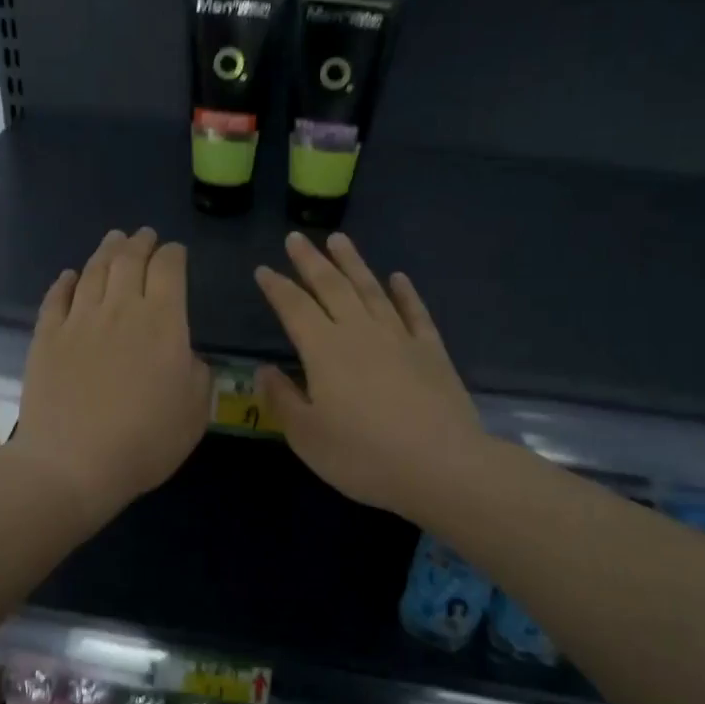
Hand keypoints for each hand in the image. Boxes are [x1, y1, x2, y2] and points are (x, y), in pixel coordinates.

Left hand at [9, 228, 211, 523]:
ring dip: (106, 251)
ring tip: (113, 240)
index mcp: (162, 321)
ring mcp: (78, 320)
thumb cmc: (144, 442)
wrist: (72, 463)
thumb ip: (198, 376)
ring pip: (93, 271)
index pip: (169, 269)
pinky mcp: (46, 337)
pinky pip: (56, 297)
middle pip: (129, 260)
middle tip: (144, 235)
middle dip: (140, 243)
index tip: (176, 252)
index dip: (173, 254)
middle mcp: (120, 309)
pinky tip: (70, 276)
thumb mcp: (195, 414)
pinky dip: (65, 282)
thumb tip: (187, 356)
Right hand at [254, 232, 484, 518]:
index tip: (263, 269)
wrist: (441, 466)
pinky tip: (398, 278)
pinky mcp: (431, 351)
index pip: (294, 308)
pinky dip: (405, 293)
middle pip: (332, 286)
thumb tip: (263, 371)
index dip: (276, 287)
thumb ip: (282, 399)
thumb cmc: (363, 456)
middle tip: (297, 237)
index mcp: (324, 350)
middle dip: (311, 261)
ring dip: (353, 263)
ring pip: (371, 290)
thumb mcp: (307, 436)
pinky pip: (415, 312)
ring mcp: (399, 338)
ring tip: (339, 240)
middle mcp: (359, 332)